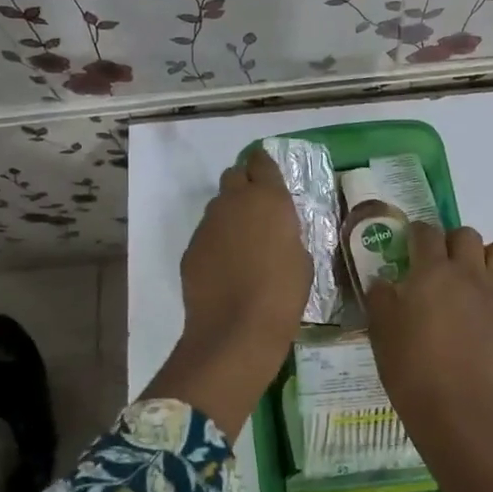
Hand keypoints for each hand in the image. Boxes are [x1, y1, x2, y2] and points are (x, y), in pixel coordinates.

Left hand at [153, 148, 311, 436]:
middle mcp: (234, 201)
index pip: (261, 162)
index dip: (264, 167)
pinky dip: (216, 242)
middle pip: (234, 175)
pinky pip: (206, 234)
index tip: (270, 179)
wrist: (236, 329)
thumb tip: (275, 232)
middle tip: (258, 209)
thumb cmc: (282, 293)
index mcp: (268, 198)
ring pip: (218, 206)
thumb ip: (286, 232)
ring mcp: (207, 224)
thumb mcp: (301, 257)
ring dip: (230, 215)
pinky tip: (226, 266)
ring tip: (242, 243)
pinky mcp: (191, 247)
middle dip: (244, 185)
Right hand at [365, 224, 492, 491]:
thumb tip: (383, 282)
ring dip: (488, 257)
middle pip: (467, 235)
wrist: (452, 406)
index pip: (426, 232)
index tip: (410, 244)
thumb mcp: (380, 327)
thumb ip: (380, 297)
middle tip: (441, 263)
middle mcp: (468, 273)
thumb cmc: (409, 365)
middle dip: (453, 241)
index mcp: (432, 270)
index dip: (417, 233)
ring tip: (475, 276)